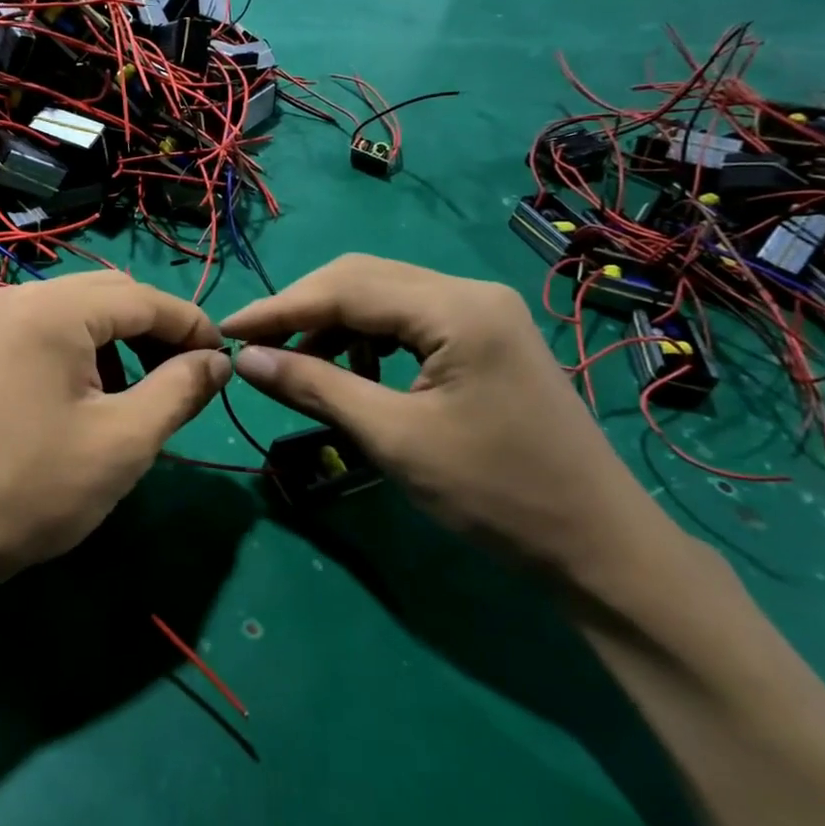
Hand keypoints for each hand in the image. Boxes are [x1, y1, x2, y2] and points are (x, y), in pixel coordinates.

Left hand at [0, 271, 229, 589]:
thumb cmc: (35, 488)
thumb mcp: (125, 441)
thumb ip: (181, 390)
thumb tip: (218, 362)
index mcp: (52, 310)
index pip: (143, 299)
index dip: (192, 326)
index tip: (225, 362)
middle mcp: (19, 296)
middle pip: (111, 294)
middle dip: (157, 330)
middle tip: (188, 377)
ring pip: (80, 309)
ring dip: (121, 339)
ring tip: (142, 392)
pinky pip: (50, 328)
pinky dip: (85, 349)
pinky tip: (94, 393)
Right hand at [221, 255, 680, 584]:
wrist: (599, 547)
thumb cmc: (495, 493)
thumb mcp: (392, 438)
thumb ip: (314, 386)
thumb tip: (245, 358)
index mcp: (455, 308)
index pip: (345, 288)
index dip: (279, 308)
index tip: (225, 329)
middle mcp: (469, 292)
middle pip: (363, 278)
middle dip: (302, 308)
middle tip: (254, 345)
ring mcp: (482, 312)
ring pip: (384, 296)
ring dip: (333, 324)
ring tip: (297, 365)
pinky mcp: (485, 336)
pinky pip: (408, 319)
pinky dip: (367, 339)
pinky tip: (352, 371)